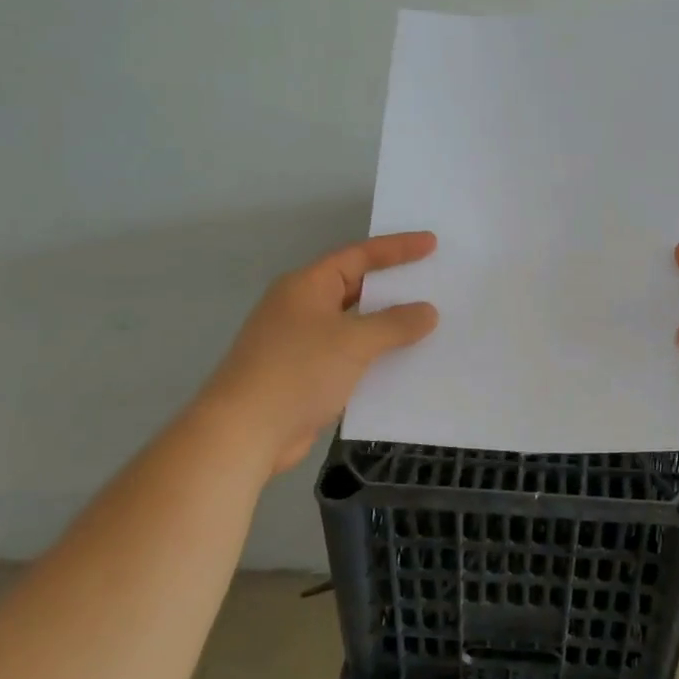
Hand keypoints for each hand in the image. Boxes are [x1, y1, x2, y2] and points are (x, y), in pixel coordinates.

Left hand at [200, 232, 439, 475]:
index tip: (432, 244)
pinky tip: (403, 364)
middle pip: (356, 288)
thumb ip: (395, 323)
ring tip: (428, 323)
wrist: (244, 433)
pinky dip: (375, 356)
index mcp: (307, 286)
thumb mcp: (353, 341)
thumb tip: (428, 312)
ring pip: (354, 325)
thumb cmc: (298, 372)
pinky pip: (349, 356)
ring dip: (387, 326)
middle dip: (393, 287)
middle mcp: (302, 308)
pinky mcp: (305, 376)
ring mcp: (302, 343)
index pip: (359, 256)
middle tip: (433, 281)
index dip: (397, 248)